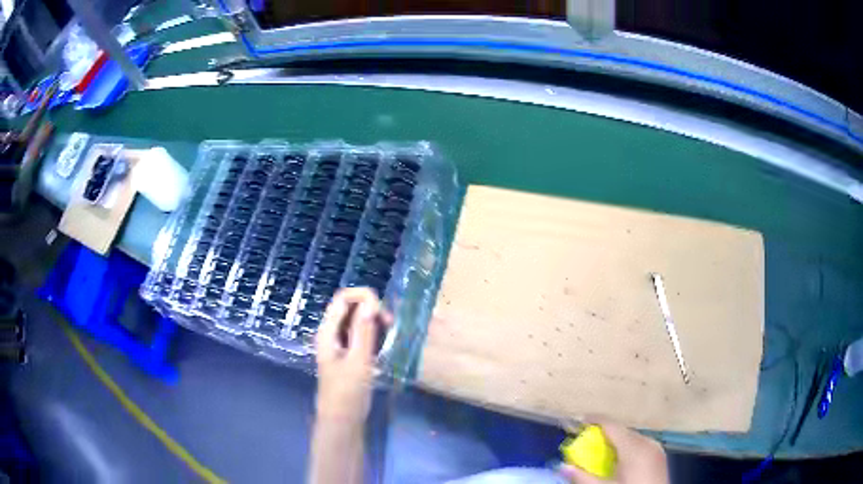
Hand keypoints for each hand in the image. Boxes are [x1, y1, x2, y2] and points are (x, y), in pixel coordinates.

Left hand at [315, 288, 390, 423]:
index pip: (343, 298)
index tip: (383, 313)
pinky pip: (360, 335)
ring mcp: (339, 344)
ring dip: (373, 322)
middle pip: (350, 307)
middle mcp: (331, 333)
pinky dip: (372, 334)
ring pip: (357, 321)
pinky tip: (382, 346)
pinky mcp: (348, 354)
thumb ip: (364, 331)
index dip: (363, 297)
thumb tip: (371, 301)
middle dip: (370, 309)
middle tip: (389, 325)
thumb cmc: (347, 392)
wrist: (342, 420)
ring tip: (388, 336)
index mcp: (328, 331)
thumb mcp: (359, 361)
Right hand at [559, 419, 668, 483]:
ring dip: (615, 442)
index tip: (578, 421)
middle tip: (585, 442)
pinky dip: (627, 448)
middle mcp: (648, 442)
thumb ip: (584, 477)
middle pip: (621, 431)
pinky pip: (640, 445)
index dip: (594, 420)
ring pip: (631, 438)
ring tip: (600, 453)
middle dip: (603, 434)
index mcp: (634, 447)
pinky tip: (619, 461)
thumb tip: (564, 467)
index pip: (612, 425)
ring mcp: (656, 448)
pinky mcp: (660, 456)